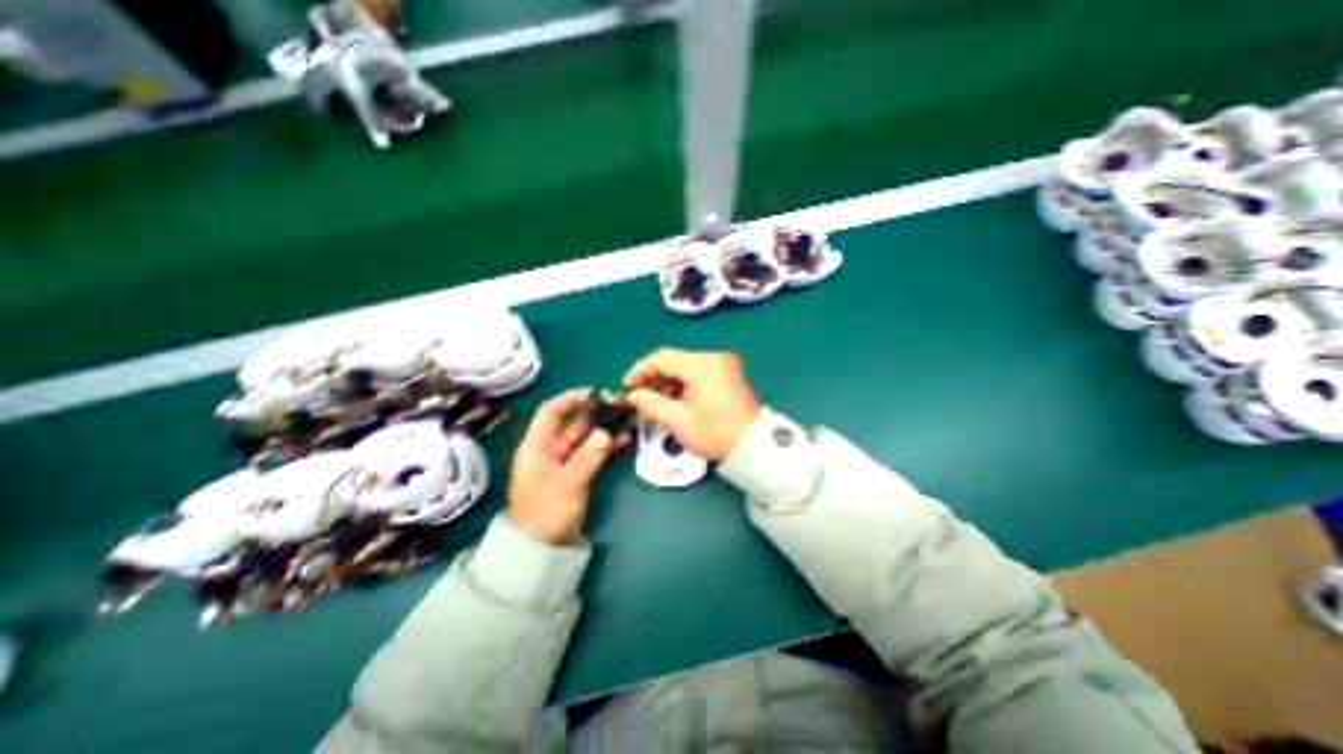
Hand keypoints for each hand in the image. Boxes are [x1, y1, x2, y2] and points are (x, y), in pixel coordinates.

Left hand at [506, 390, 620, 545]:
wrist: (541, 551)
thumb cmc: (546, 514)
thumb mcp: (567, 483)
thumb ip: (588, 455)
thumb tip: (607, 432)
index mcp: (537, 447)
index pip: (550, 412)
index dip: (570, 399)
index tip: (594, 392)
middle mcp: (550, 450)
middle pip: (573, 424)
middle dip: (595, 413)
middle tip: (619, 405)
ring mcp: (564, 463)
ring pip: (586, 438)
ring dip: (603, 429)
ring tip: (626, 420)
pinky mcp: (576, 475)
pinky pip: (592, 454)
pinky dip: (606, 446)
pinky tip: (623, 440)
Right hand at [620, 344, 758, 459]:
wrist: (754, 447)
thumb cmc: (715, 433)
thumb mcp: (678, 420)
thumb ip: (651, 404)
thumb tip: (633, 395)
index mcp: (702, 365)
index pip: (662, 358)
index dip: (640, 371)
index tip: (626, 387)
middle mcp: (713, 358)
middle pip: (674, 362)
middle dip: (653, 380)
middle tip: (638, 399)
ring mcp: (723, 366)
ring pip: (684, 369)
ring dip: (666, 385)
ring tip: (653, 406)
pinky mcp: (727, 376)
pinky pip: (697, 375)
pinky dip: (682, 387)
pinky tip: (672, 404)